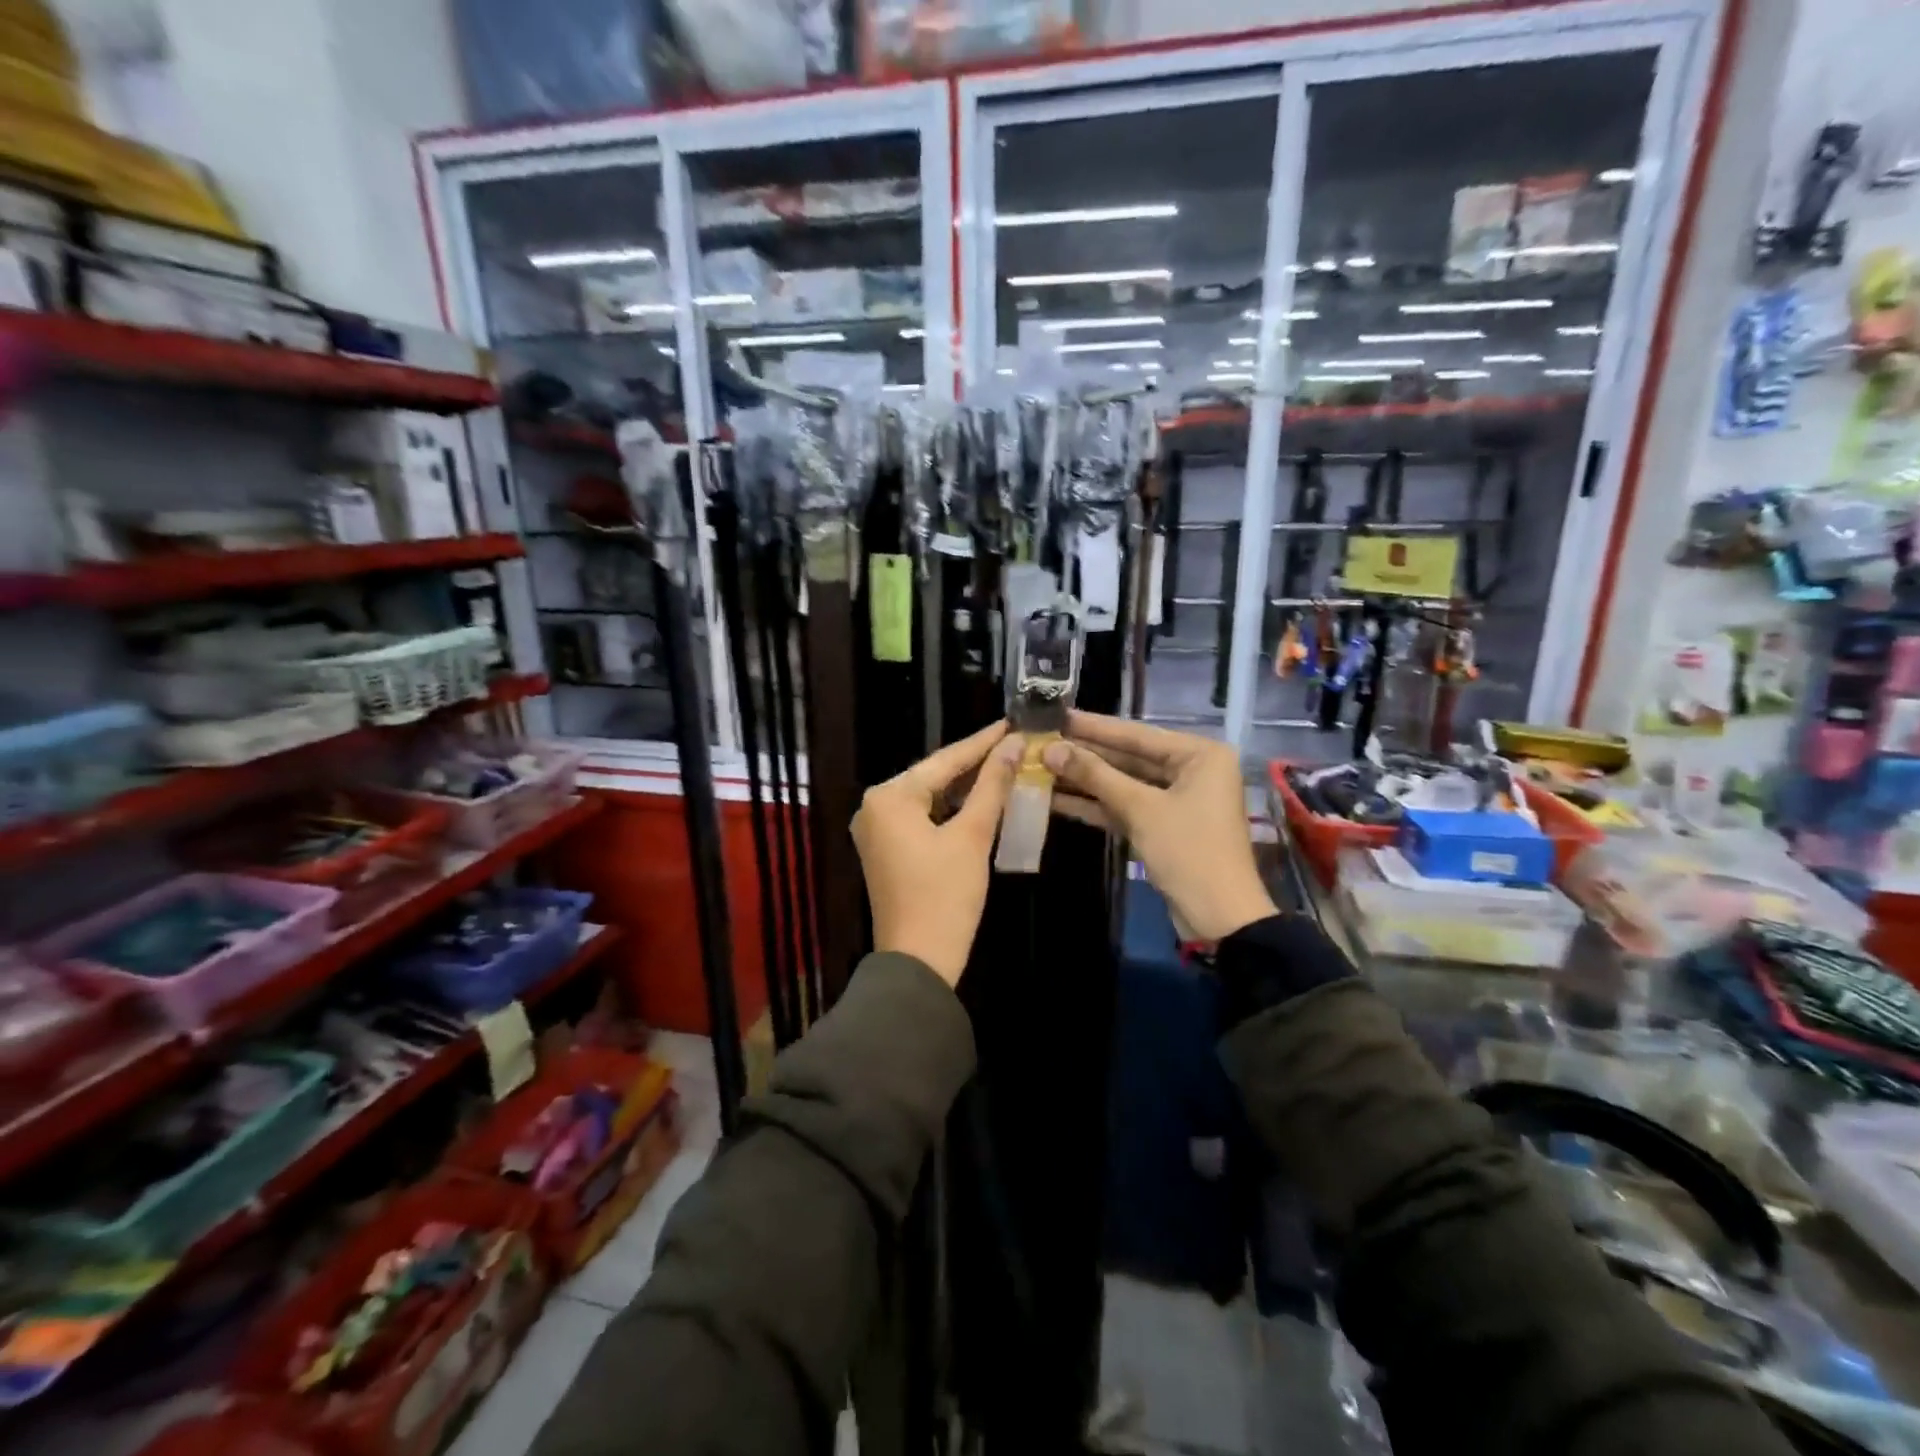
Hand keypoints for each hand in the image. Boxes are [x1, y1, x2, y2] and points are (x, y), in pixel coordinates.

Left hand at [852, 721, 1021, 986]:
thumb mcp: (973, 836)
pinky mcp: (886, 850)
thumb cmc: (945, 896)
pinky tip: (980, 801)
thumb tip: (1014, 745)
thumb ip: (992, 786)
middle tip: (1014, 745)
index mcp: (889, 796)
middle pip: (934, 777)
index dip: (983, 743)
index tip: (1014, 723)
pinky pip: (921, 818)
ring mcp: (876, 830)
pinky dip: (950, 811)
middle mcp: (874, 806)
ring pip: (929, 798)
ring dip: (965, 788)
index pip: (945, 760)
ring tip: (1005, 767)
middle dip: (975, 764)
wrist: (918, 962)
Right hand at [1043, 711, 1276, 942]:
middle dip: (1085, 754)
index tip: (1057, 715)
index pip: (1137, 734)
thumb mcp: (1140, 809)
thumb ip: (1095, 775)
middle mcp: (1191, 770)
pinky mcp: (1162, 827)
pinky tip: (1056, 798)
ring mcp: (1176, 800)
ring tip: (1040, 767)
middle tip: (1041, 741)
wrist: (1218, 919)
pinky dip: (1095, 805)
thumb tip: (1050, 749)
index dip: (1094, 726)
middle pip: (1129, 757)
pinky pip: (1125, 807)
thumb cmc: (1188, 852)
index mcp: (1200, 755)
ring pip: (1123, 783)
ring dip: (1084, 780)